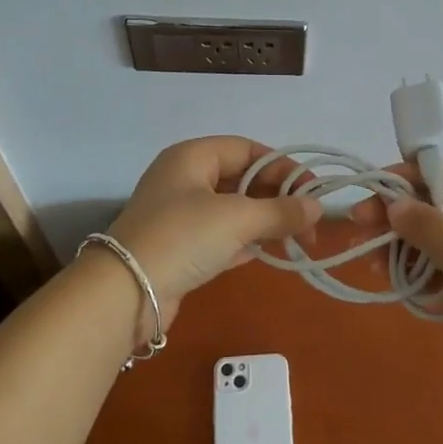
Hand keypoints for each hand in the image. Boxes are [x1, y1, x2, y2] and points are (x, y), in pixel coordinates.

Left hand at [106, 137, 319, 319]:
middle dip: (277, 198)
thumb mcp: (237, 218)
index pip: (247, 149)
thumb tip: (317, 208)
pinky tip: (268, 253)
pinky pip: (221, 236)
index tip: (312, 191)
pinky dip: (245, 242)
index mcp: (192, 157)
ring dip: (264, 222)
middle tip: (309, 223)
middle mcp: (184, 179)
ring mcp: (179, 215)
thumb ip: (280, 211)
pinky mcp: (179, 247)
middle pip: (241, 179)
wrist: (125, 293)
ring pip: (233, 209)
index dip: (282, 167)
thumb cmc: (182, 237)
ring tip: (296, 240)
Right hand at [361, 160, 442, 370]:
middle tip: (360, 231)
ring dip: (407, 247)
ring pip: (442, 238)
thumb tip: (394, 203)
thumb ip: (428, 229)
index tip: (373, 191)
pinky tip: (400, 285)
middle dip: (401, 216)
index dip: (410, 177)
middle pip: (441, 205)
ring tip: (373, 266)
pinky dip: (425, 271)